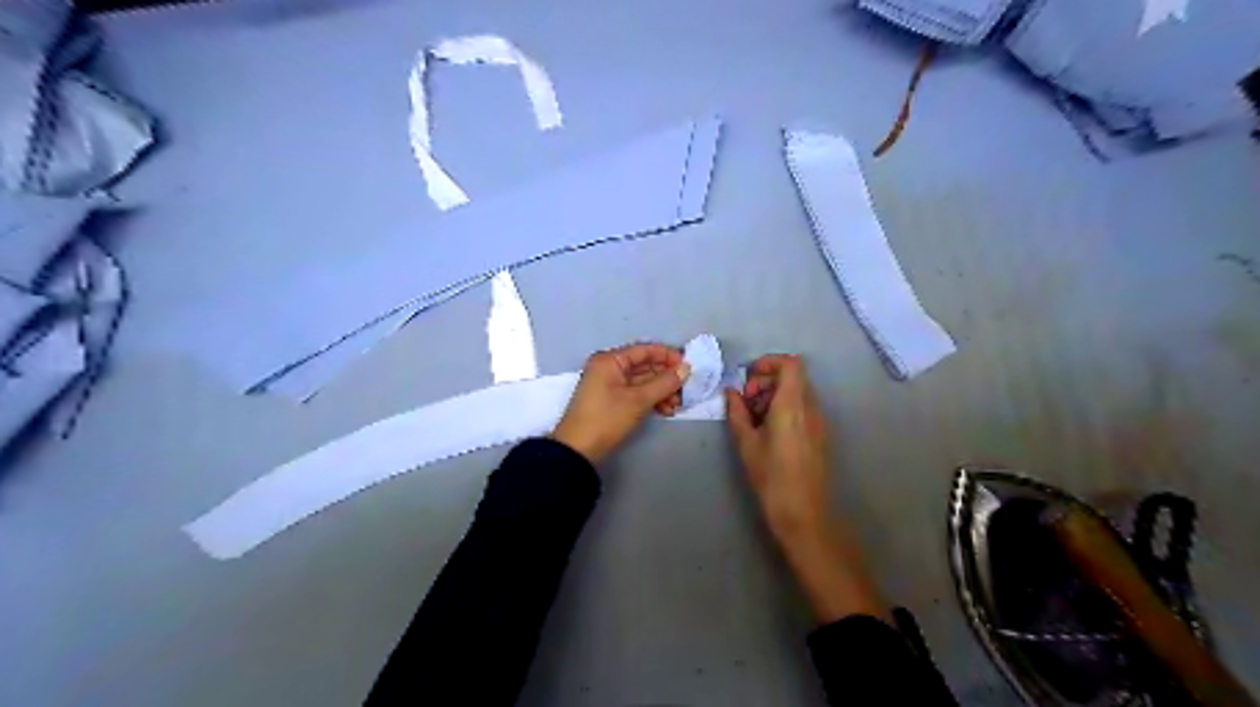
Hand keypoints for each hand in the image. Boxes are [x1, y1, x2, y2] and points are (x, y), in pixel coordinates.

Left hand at [552, 343, 686, 462]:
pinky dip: (651, 400)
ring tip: (676, 406)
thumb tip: (686, 368)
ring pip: (642, 382)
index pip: (644, 350)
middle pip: (644, 366)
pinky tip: (665, 411)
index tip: (688, 367)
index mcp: (610, 360)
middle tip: (685, 391)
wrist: (578, 450)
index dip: (667, 356)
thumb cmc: (607, 418)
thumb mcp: (638, 400)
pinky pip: (636, 393)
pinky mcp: (611, 401)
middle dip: (666, 378)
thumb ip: (664, 383)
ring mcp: (609, 385)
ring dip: (661, 391)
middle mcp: (609, 368)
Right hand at [723, 353, 832, 541]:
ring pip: (798, 391)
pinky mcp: (820, 433)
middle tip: (747, 402)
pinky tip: (770, 431)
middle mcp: (810, 407)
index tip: (748, 378)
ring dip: (775, 394)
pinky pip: (803, 407)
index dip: (769, 362)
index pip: (790, 363)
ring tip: (755, 418)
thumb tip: (731, 393)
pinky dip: (785, 407)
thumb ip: (737, 413)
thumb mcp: (746, 444)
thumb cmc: (771, 478)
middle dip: (766, 380)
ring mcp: (819, 420)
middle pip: (793, 376)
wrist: (803, 513)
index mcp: (791, 405)